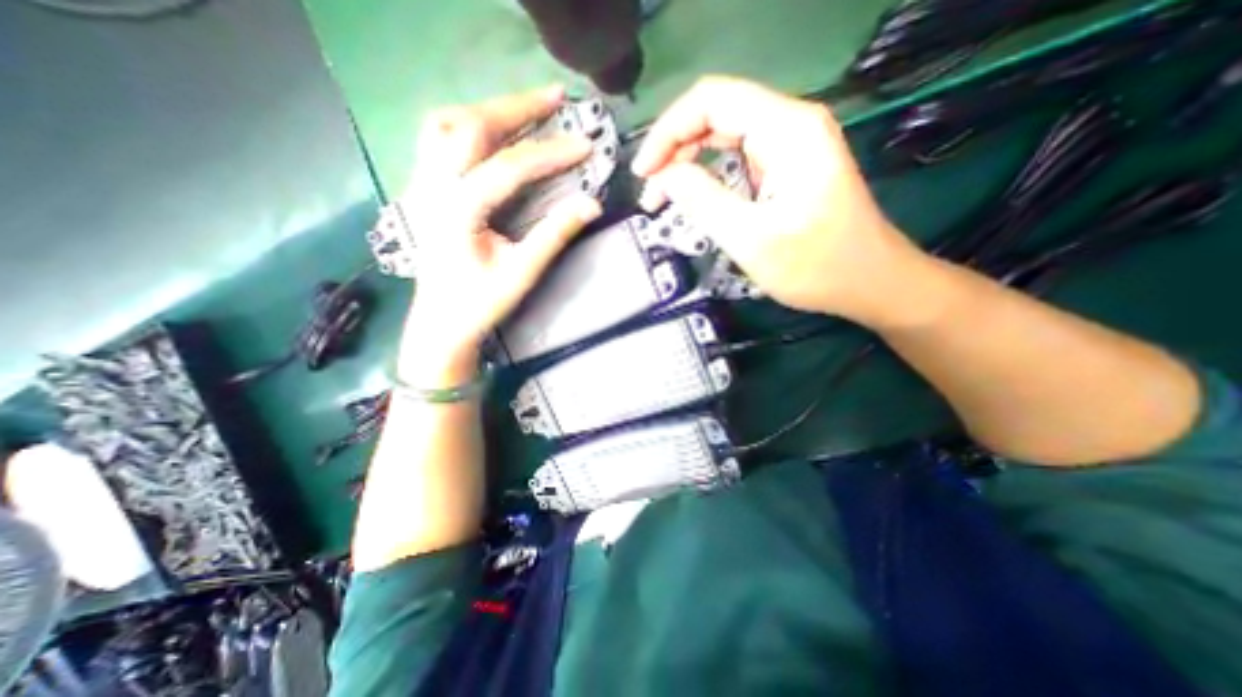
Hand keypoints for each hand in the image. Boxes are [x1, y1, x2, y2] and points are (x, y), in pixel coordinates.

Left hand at [399, 85, 605, 381]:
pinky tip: (490, 129)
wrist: (441, 321)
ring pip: (446, 123)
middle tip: (556, 97)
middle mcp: (433, 186)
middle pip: (471, 126)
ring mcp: (422, 183)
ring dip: (488, 109)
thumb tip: (592, 204)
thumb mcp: (523, 273)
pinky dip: (467, 123)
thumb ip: (555, 235)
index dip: (550, 153)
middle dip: (517, 107)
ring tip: (525, 108)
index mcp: (458, 211)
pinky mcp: (423, 188)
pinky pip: (437, 138)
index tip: (586, 145)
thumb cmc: (481, 303)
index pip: (509, 167)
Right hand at [633, 76, 936, 325]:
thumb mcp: (751, 239)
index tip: (643, 172)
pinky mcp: (788, 167)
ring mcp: (791, 145)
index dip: (668, 131)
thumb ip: (703, 200)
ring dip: (689, 160)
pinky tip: (695, 195)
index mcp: (787, 129)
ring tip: (664, 195)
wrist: (869, 283)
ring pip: (724, 134)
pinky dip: (709, 173)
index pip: (711, 100)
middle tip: (651, 190)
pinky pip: (738, 156)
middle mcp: (791, 124)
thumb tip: (664, 176)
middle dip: (675, 147)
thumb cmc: (816, 266)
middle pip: (716, 113)